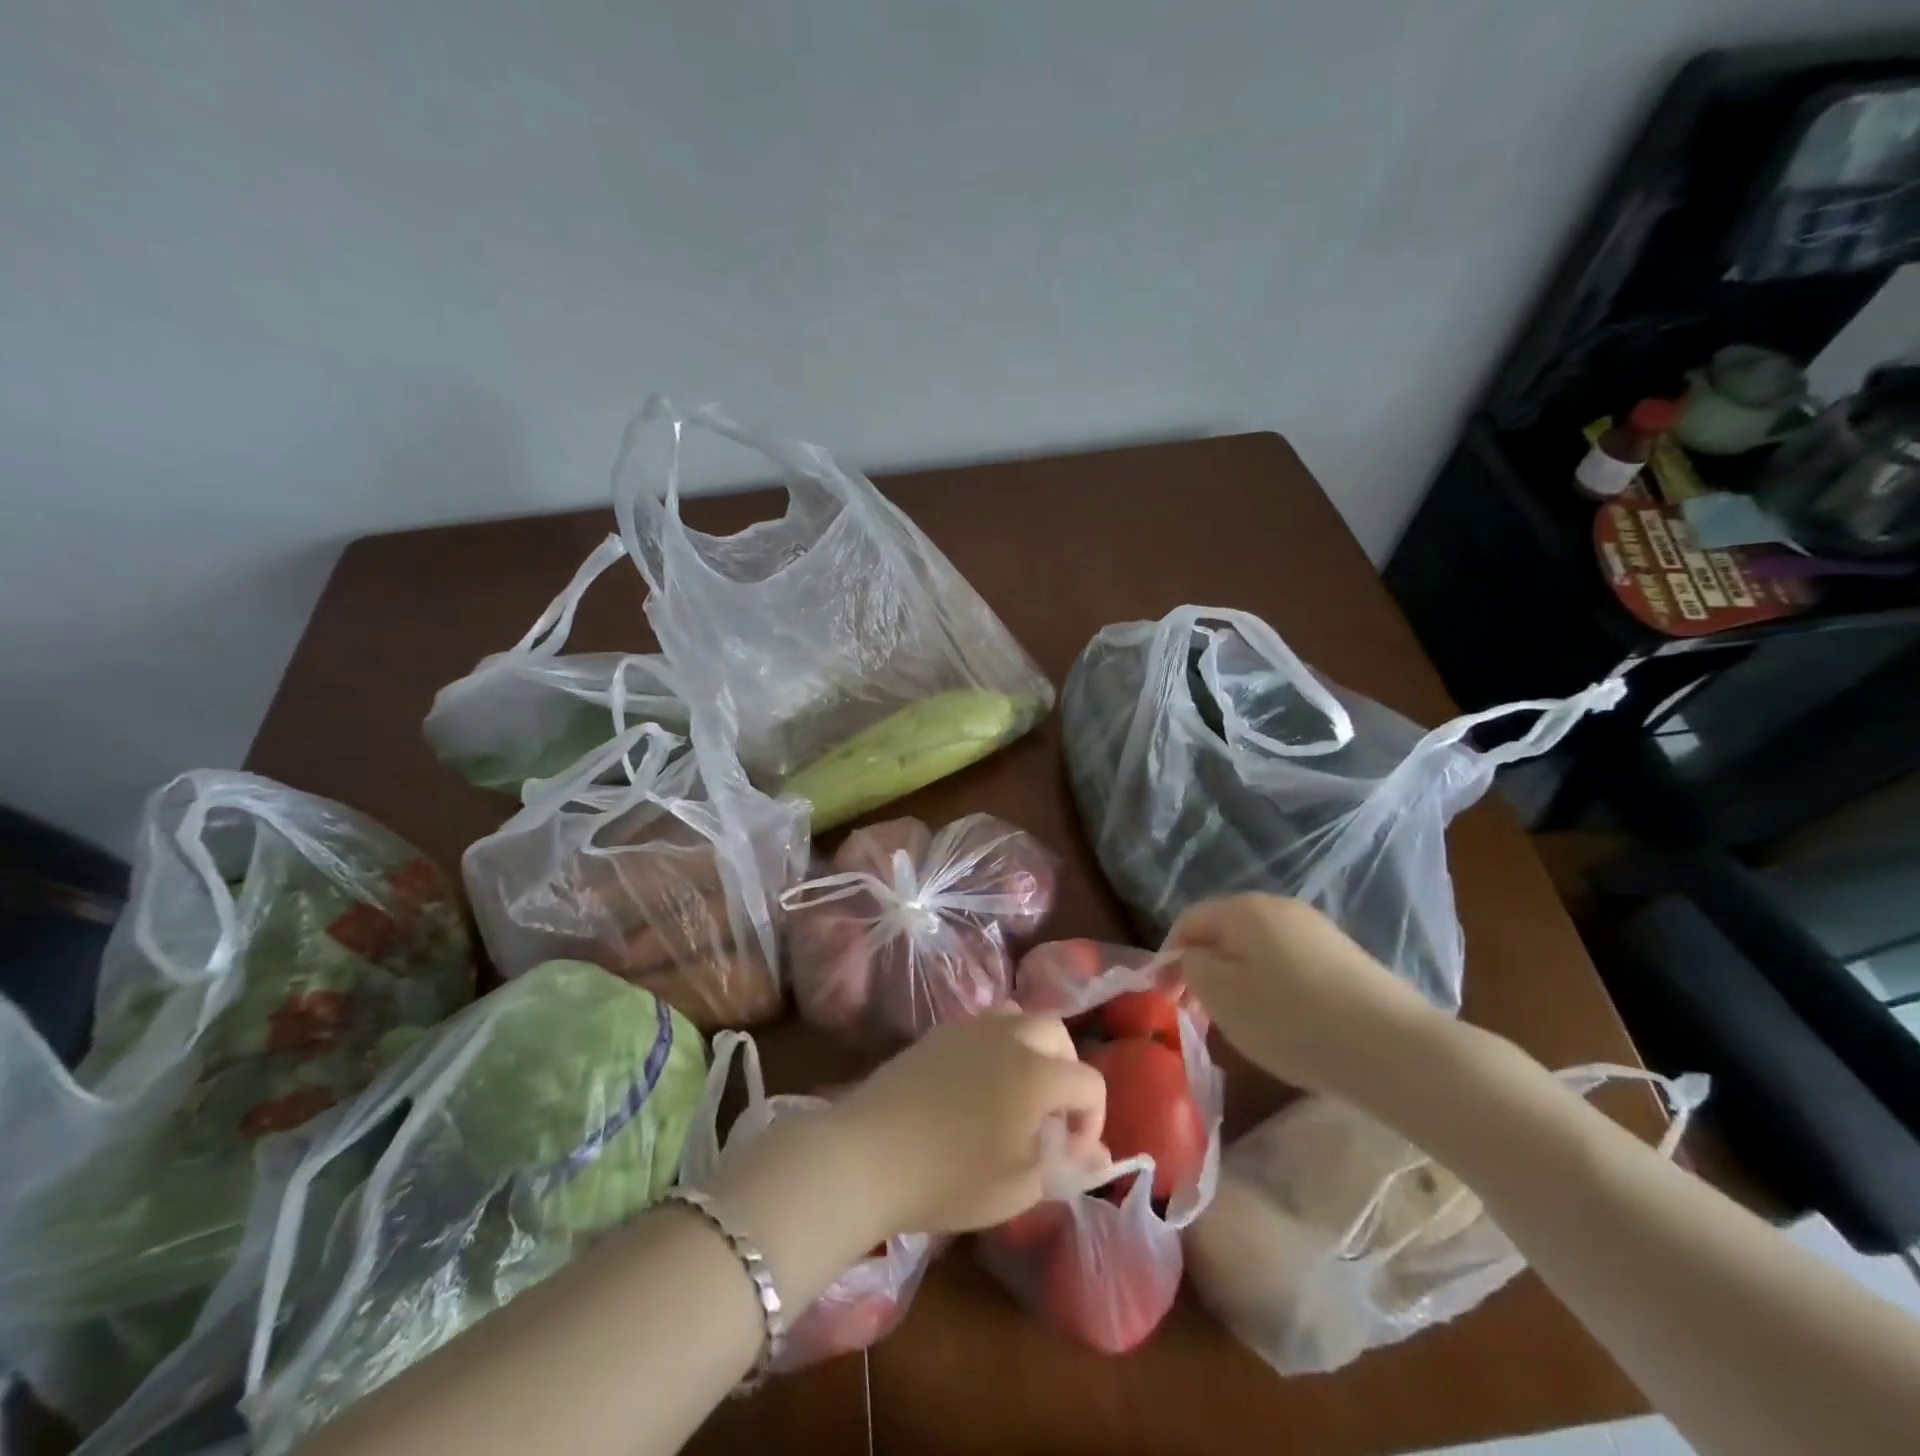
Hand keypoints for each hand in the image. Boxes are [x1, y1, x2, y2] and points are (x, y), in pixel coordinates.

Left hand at [830, 1013, 1107, 1237]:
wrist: (868, 1154)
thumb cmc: (950, 1178)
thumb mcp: (1019, 1187)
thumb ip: (1065, 1165)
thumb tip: (1098, 1156)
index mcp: (1037, 1072)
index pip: (1089, 1081)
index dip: (1092, 1119)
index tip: (1071, 1153)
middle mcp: (1008, 1035)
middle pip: (1056, 1032)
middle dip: (1066, 1070)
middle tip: (1050, 1114)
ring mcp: (969, 1027)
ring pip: (1018, 1017)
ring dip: (1031, 1048)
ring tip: (1016, 1092)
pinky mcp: (937, 1032)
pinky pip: (983, 1025)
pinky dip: (996, 1046)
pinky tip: (976, 1086)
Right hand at [1167, 894, 1449, 1099]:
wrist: (1394, 1048)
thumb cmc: (1292, 1019)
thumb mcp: (1222, 996)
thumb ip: (1193, 969)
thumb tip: (1193, 958)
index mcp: (1243, 909)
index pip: (1188, 921)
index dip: (1168, 956)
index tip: (1164, 997)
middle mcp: (1278, 907)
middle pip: (1225, 932)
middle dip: (1205, 968)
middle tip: (1198, 1012)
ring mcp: (1316, 930)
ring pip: (1257, 949)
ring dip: (1238, 979)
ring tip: (1239, 1021)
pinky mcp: (1344, 956)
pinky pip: (1289, 963)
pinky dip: (1272, 987)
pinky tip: (1283, 1021)